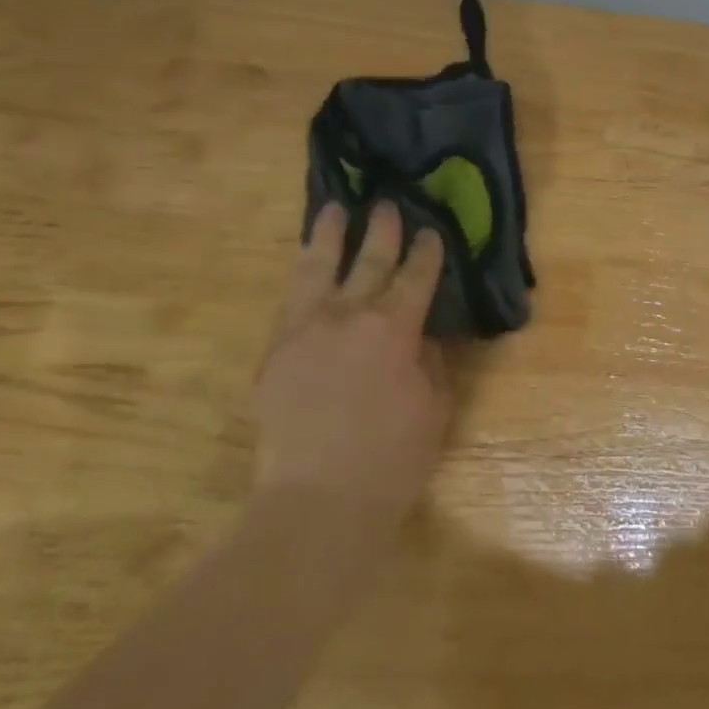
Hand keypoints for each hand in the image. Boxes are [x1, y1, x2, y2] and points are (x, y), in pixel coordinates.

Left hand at [252, 201, 451, 509]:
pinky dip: (300, 275)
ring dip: (328, 235)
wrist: (316, 504)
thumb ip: (429, 362)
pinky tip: (305, 266)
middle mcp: (348, 315)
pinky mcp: (275, 352)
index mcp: (393, 327)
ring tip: (333, 209)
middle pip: (369, 260)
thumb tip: (418, 336)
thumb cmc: (391, 460)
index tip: (430, 231)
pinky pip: (289, 300)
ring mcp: (305, 330)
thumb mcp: (434, 408)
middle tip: (388, 205)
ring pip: (317, 267)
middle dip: (382, 230)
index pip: (415, 276)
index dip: (426, 252)